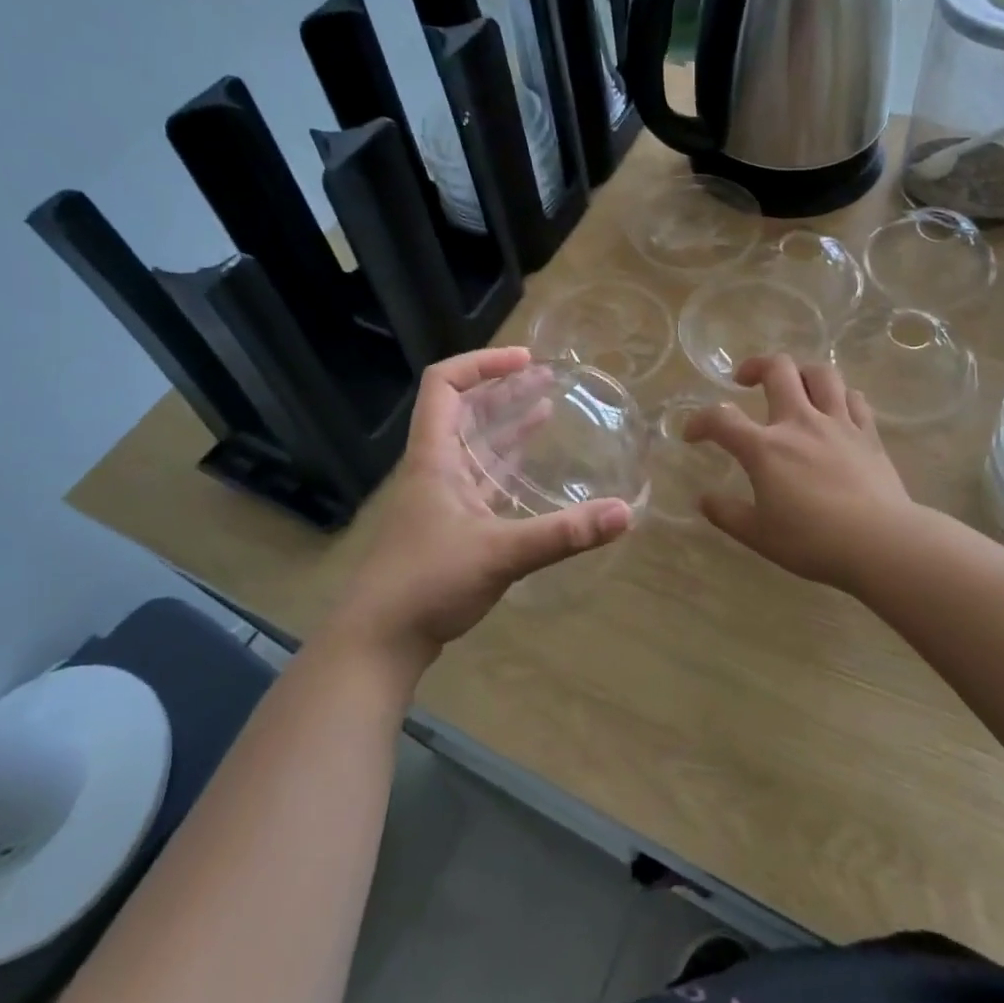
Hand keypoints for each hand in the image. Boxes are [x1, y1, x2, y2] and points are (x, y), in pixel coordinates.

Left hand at [333, 347, 632, 672]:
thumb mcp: (501, 553)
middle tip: (546, 377)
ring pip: (475, 446)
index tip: (526, 361)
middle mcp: (435, 469)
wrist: (378, 641)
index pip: (445, 385)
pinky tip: (531, 466)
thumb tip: (625, 513)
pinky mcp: (450, 527)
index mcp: (434, 458)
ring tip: (546, 405)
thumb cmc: (428, 583)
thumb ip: (563, 533)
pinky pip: (482, 481)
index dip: (482, 363)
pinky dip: (507, 466)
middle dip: (504, 389)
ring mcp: (441, 499)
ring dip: (507, 424)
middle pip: (464, 411)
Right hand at [685, 355, 913, 590]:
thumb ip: (727, 514)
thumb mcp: (759, 535)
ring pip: (820, 373)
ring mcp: (838, 423)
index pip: (721, 419)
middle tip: (745, 380)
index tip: (692, 434)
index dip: (699, 421)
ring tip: (793, 385)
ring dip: (801, 371)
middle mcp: (799, 422)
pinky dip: (839, 396)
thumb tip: (704, 500)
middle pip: (777, 369)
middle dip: (755, 366)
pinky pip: (854, 398)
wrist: (881, 543)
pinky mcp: (868, 433)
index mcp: (765, 448)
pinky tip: (835, 408)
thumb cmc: (813, 541)